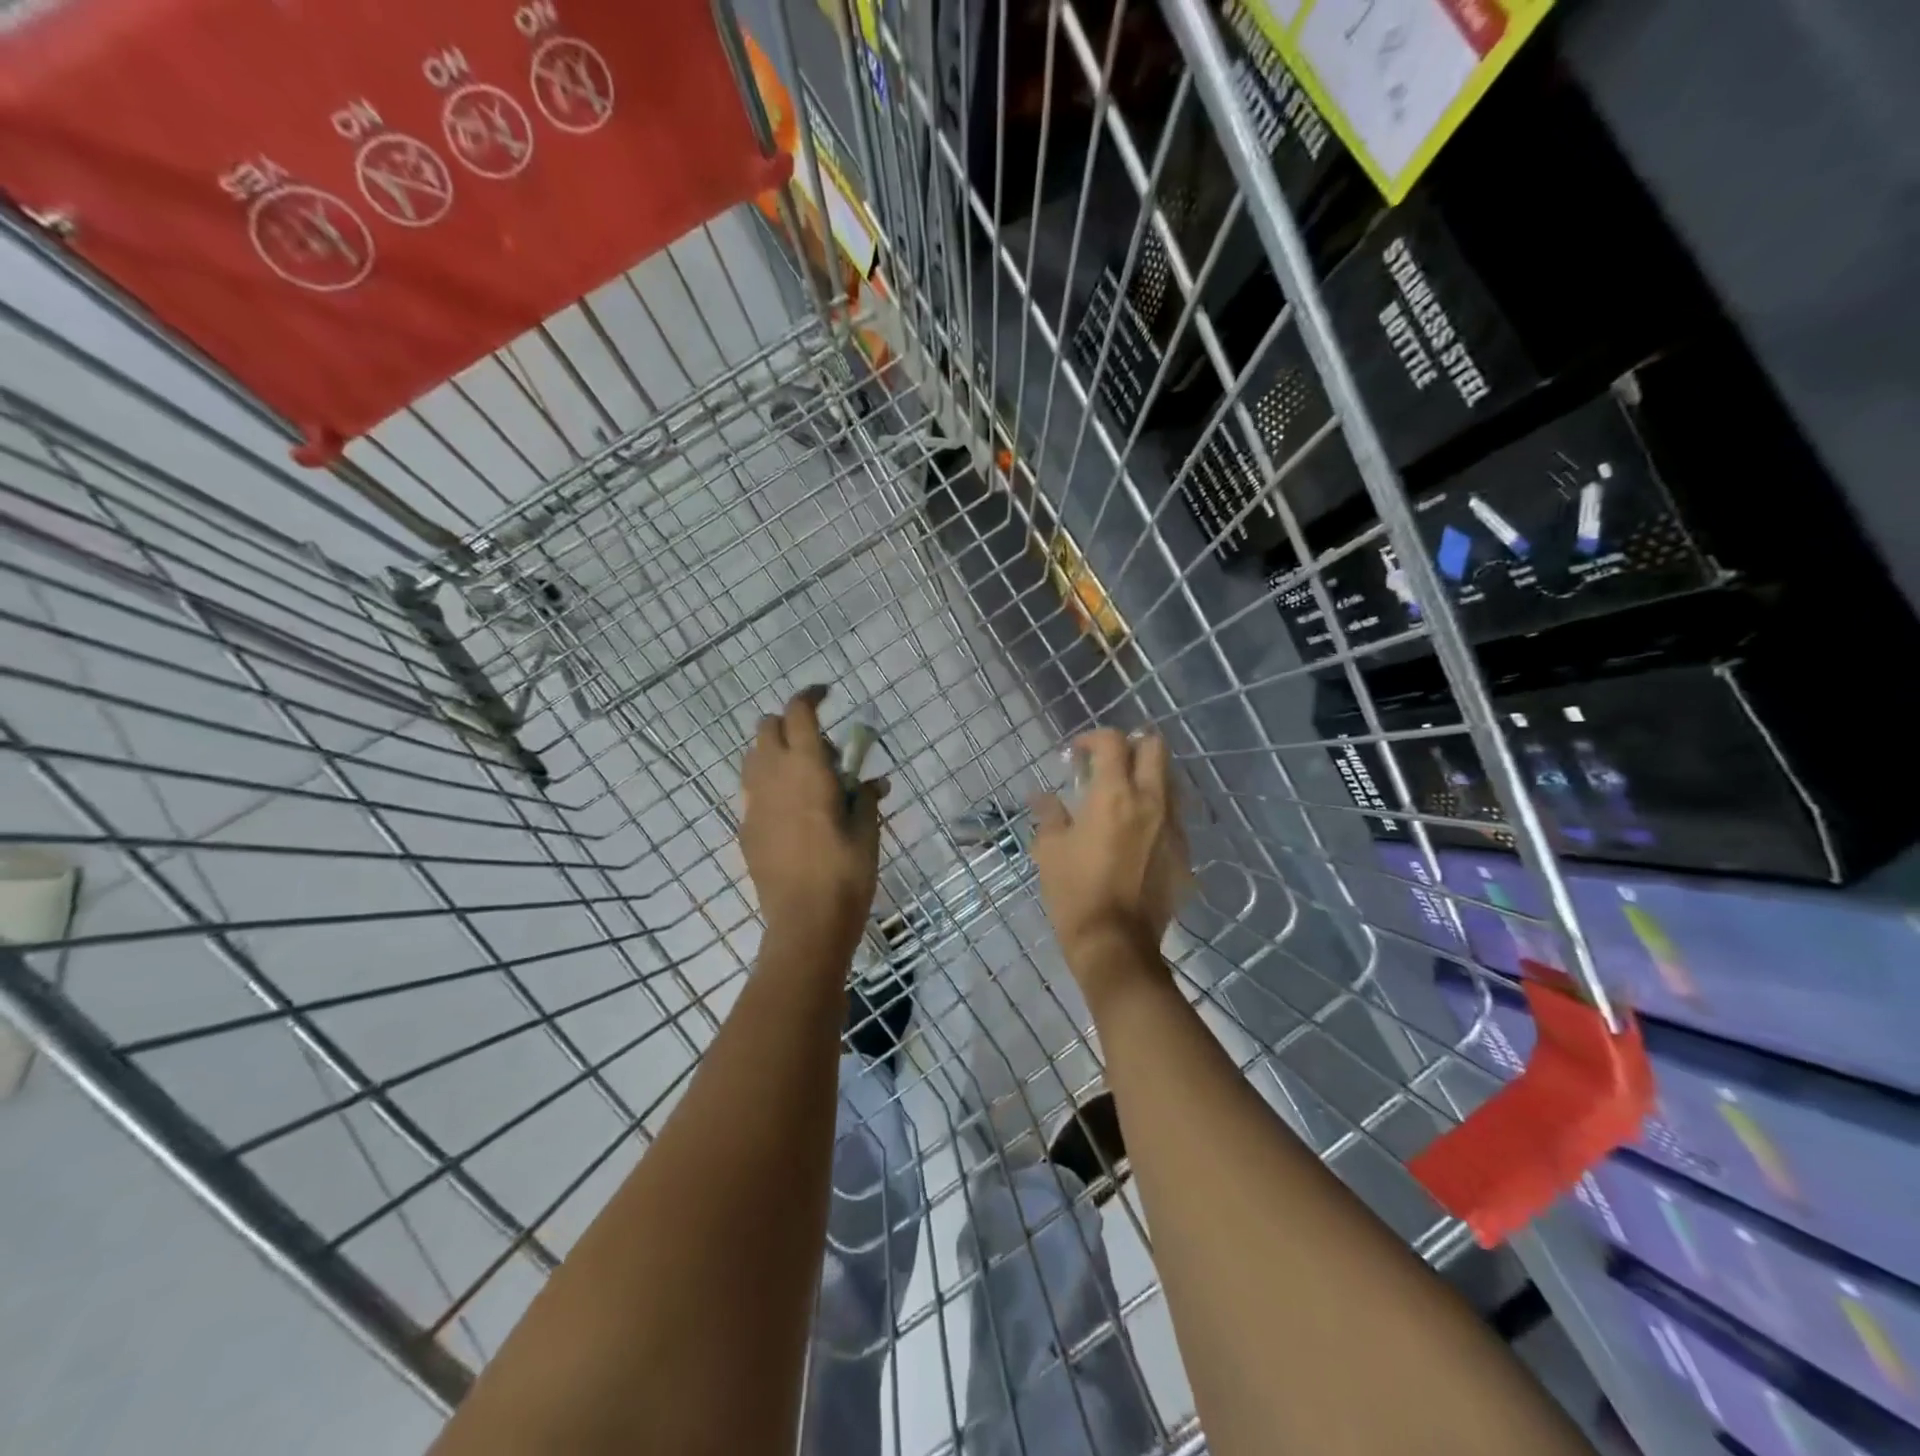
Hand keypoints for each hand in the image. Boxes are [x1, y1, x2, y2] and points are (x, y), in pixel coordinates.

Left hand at [740, 687, 887, 965]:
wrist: (805, 924)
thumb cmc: (845, 873)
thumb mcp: (867, 832)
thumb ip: (866, 798)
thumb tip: (876, 782)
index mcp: (806, 769)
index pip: (798, 712)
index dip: (810, 696)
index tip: (827, 695)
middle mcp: (772, 777)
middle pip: (767, 727)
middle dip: (791, 724)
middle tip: (823, 752)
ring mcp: (753, 803)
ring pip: (753, 757)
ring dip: (776, 752)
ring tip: (806, 779)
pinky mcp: (746, 829)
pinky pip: (753, 790)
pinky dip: (770, 785)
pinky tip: (795, 813)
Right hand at [1029, 729, 1190, 993]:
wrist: (1116, 944)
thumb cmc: (1075, 892)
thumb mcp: (1050, 850)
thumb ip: (1049, 814)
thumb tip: (1042, 796)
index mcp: (1114, 795)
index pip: (1113, 742)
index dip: (1093, 738)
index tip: (1076, 753)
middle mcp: (1151, 801)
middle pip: (1155, 747)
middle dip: (1131, 745)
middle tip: (1108, 762)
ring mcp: (1173, 826)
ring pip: (1170, 779)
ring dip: (1147, 775)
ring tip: (1123, 794)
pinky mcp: (1183, 852)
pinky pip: (1173, 815)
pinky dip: (1156, 809)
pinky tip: (1136, 831)